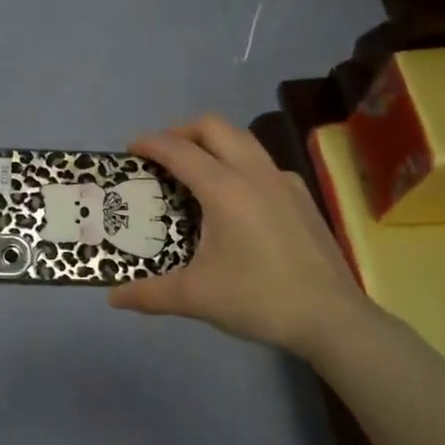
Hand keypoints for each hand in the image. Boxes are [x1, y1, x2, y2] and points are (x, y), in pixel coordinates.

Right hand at [110, 116, 374, 360]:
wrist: (330, 317)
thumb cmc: (258, 299)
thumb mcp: (195, 297)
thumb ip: (149, 293)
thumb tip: (114, 297)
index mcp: (225, 188)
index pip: (179, 150)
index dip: (150, 144)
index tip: (130, 150)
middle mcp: (254, 173)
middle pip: (214, 127)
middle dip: (182, 131)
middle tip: (161, 153)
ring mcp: (284, 182)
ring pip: (243, 140)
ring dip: (213, 142)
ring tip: (195, 169)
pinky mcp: (302, 198)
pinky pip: (264, 164)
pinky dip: (240, 164)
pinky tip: (237, 199)